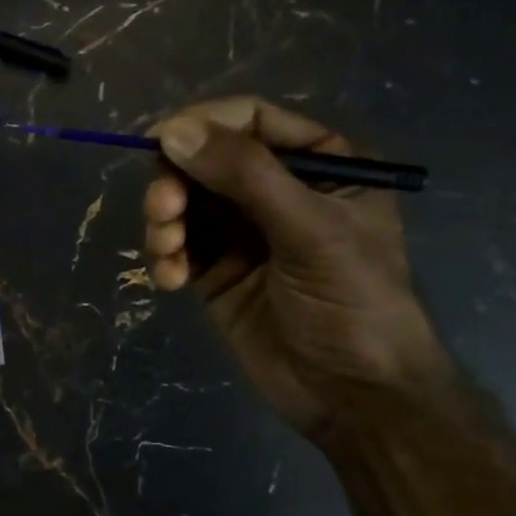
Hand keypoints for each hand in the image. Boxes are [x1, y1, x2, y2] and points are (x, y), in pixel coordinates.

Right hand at [143, 97, 452, 437]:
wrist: (353, 396)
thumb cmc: (354, 303)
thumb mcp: (310, 230)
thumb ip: (245, 175)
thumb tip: (172, 131)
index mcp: (319, 164)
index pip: (251, 120)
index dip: (203, 124)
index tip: (160, 142)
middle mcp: (276, 189)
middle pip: (205, 159)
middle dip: (175, 183)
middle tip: (163, 212)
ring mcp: (242, 231)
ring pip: (183, 201)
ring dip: (164, 221)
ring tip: (168, 252)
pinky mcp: (215, 270)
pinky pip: (176, 244)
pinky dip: (164, 255)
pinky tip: (169, 280)